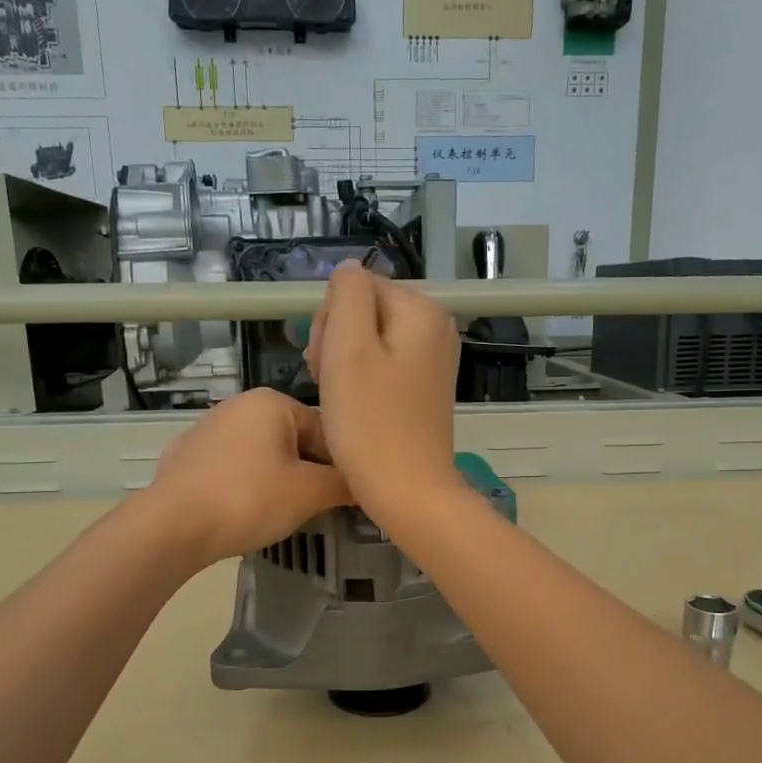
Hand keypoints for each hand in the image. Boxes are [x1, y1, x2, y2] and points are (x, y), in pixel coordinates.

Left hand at [147, 388, 352, 566]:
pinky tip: (244, 511)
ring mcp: (208, 428)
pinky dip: (246, 486)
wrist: (172, 526)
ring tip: (280, 513)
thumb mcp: (310, 493)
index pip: (328, 430)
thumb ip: (345, 484)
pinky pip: (233, 468)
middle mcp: (240, 404)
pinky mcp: (187, 456)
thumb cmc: (249, 500)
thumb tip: (368, 483)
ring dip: (279, 480)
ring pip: (264, 455)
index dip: (342, 466)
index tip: (346, 497)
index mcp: (273, 401)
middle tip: (314, 508)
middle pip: (295, 441)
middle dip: (309, 473)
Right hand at [305, 264, 463, 524]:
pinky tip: (356, 408)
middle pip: (366, 312)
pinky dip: (362, 383)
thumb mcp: (348, 346)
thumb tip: (349, 271)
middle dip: (337, 341)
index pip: (357, 288)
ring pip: (370, 342)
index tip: (325, 362)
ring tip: (338, 398)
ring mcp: (433, 361)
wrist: (408, 491)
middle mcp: (436, 328)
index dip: (330, 321)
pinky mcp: (425, 390)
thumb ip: (347, 294)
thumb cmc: (371, 421)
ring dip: (344, 364)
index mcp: (422, 310)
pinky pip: (384, 368)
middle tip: (328, 382)